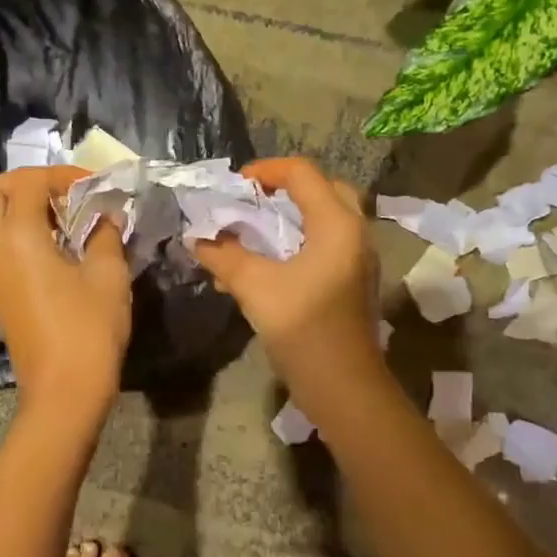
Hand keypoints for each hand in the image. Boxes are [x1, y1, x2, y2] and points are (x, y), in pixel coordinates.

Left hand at [0, 166, 131, 410]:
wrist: (63, 390)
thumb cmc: (89, 329)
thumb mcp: (108, 274)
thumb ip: (105, 233)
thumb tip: (105, 214)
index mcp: (17, 236)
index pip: (27, 181)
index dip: (61, 174)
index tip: (94, 187)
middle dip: (24, 183)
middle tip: (62, 194)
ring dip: (20, 208)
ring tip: (64, 220)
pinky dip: (19, 232)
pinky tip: (56, 248)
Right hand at [193, 158, 382, 394]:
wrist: (344, 386)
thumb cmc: (303, 328)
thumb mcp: (255, 286)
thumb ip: (224, 256)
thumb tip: (199, 239)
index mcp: (336, 224)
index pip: (302, 173)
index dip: (265, 170)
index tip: (235, 186)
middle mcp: (354, 233)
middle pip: (323, 189)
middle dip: (285, 189)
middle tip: (253, 201)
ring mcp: (358, 259)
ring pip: (326, 219)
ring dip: (291, 217)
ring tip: (254, 231)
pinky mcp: (353, 282)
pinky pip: (326, 245)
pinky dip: (299, 242)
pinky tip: (267, 265)